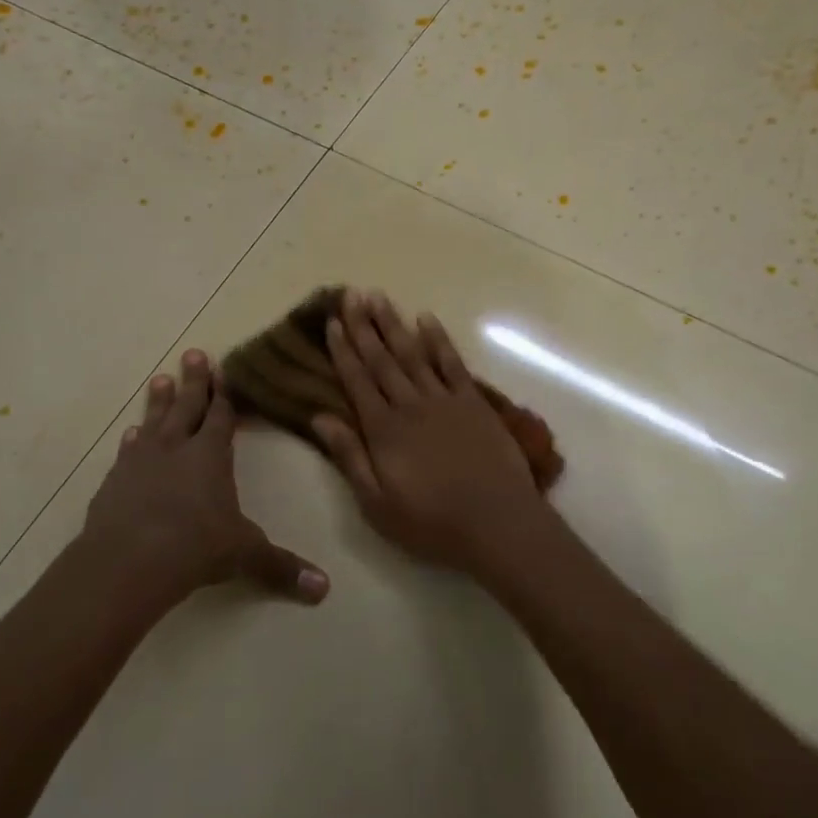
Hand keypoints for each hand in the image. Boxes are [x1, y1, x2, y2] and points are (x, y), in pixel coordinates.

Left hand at [81, 349, 329, 604]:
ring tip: (159, 379)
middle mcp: (177, 449)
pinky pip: (127, 452)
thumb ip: (282, 567)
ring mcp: (141, 462)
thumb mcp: (245, 555)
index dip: (225, 394)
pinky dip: (132, 440)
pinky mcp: (115, 482)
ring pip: (153, 421)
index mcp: (211, 455)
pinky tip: (130, 434)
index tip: (225, 370)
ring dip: (158, 401)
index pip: (222, 416)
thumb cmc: (194, 547)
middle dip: (193, 381)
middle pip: (187, 406)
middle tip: (192, 353)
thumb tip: (324, 589)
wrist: (127, 562)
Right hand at [312, 289, 549, 577]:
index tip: (333, 322)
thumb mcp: (377, 503)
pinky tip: (426, 319)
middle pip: (382, 359)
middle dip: (364, 326)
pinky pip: (452, 362)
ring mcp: (444, 399)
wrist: (497, 523)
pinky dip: (438, 339)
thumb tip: (320, 417)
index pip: (357, 380)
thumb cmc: (431, 522)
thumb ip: (349, 457)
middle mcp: (410, 405)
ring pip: (413, 353)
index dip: (343, 350)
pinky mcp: (473, 402)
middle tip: (352, 294)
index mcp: (383, 430)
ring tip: (379, 297)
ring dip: (394, 324)